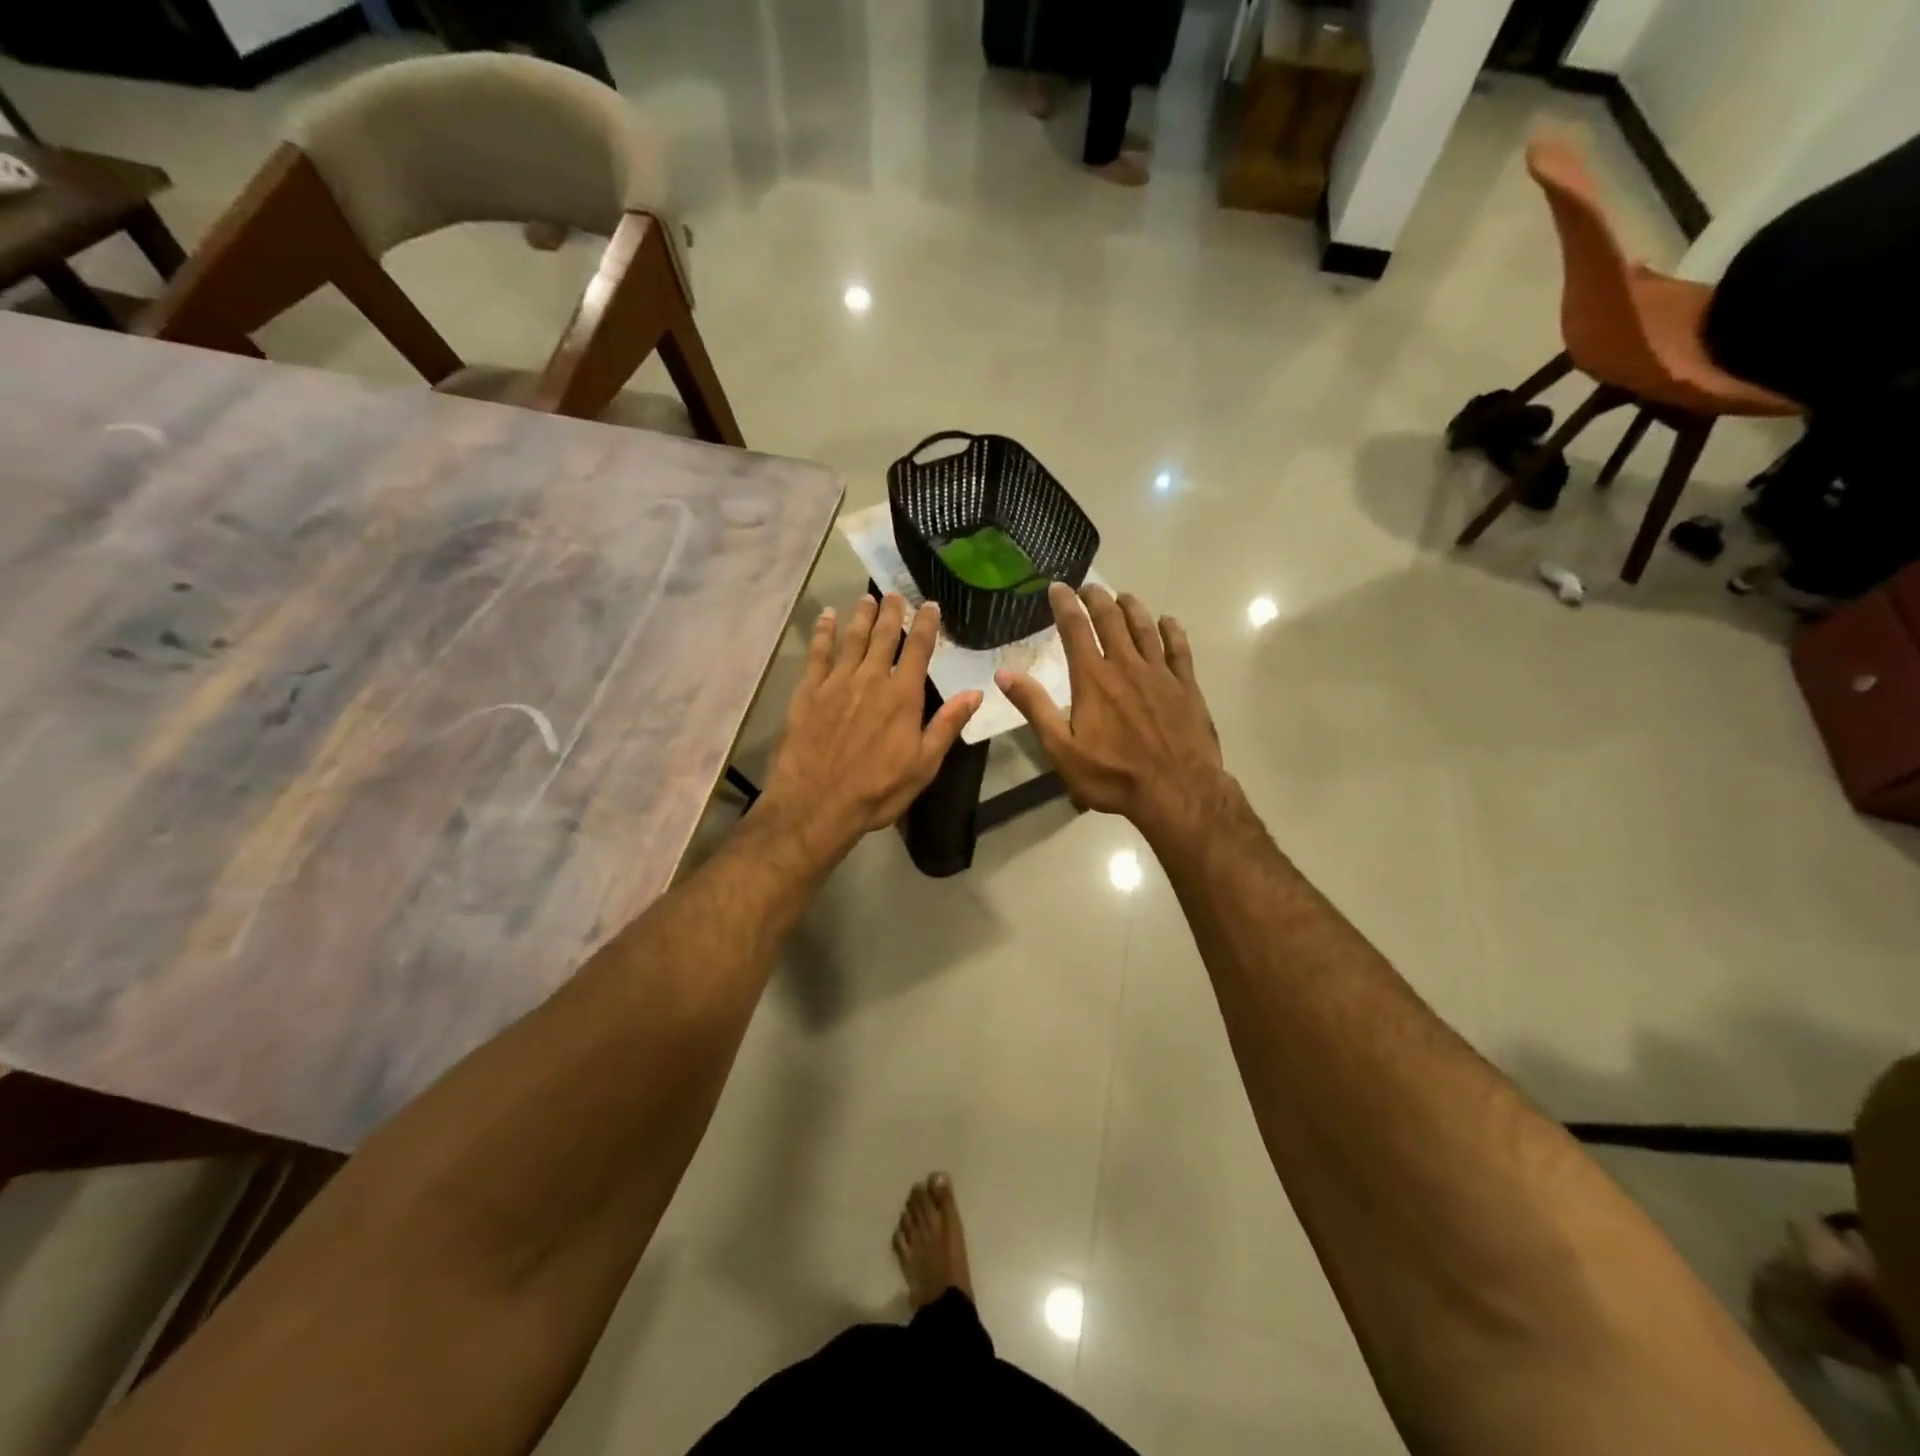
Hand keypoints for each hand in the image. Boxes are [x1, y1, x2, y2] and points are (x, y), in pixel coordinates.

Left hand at [759, 593, 980, 855]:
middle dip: (891, 612)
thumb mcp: (925, 764)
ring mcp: (836, 682)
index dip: (926, 625)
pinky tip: (826, 617)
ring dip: (861, 616)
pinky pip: (817, 653)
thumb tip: (975, 692)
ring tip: (867, 598)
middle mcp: (871, 679)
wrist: (818, 803)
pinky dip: (823, 632)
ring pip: (852, 639)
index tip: (930, 605)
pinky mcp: (808, 691)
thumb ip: (948, 724)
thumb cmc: (878, 790)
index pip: (919, 650)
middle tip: (895, 594)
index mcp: (903, 696)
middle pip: (883, 636)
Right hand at [997, 583, 1226, 836]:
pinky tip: (1167, 622)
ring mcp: (1160, 674)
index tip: (1058, 587)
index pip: (1075, 629)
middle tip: (1090, 588)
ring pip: (1145, 628)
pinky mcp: (1186, 686)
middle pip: (1111, 620)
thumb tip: (1004, 674)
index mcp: (1093, 678)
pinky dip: (1172, 631)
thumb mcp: (1061, 748)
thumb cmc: (1112, 775)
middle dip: (1098, 599)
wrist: (1177, 792)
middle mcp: (1126, 665)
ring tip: (1123, 597)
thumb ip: (1035, 708)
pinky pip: (1179, 649)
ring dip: (1131, 608)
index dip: (1065, 604)